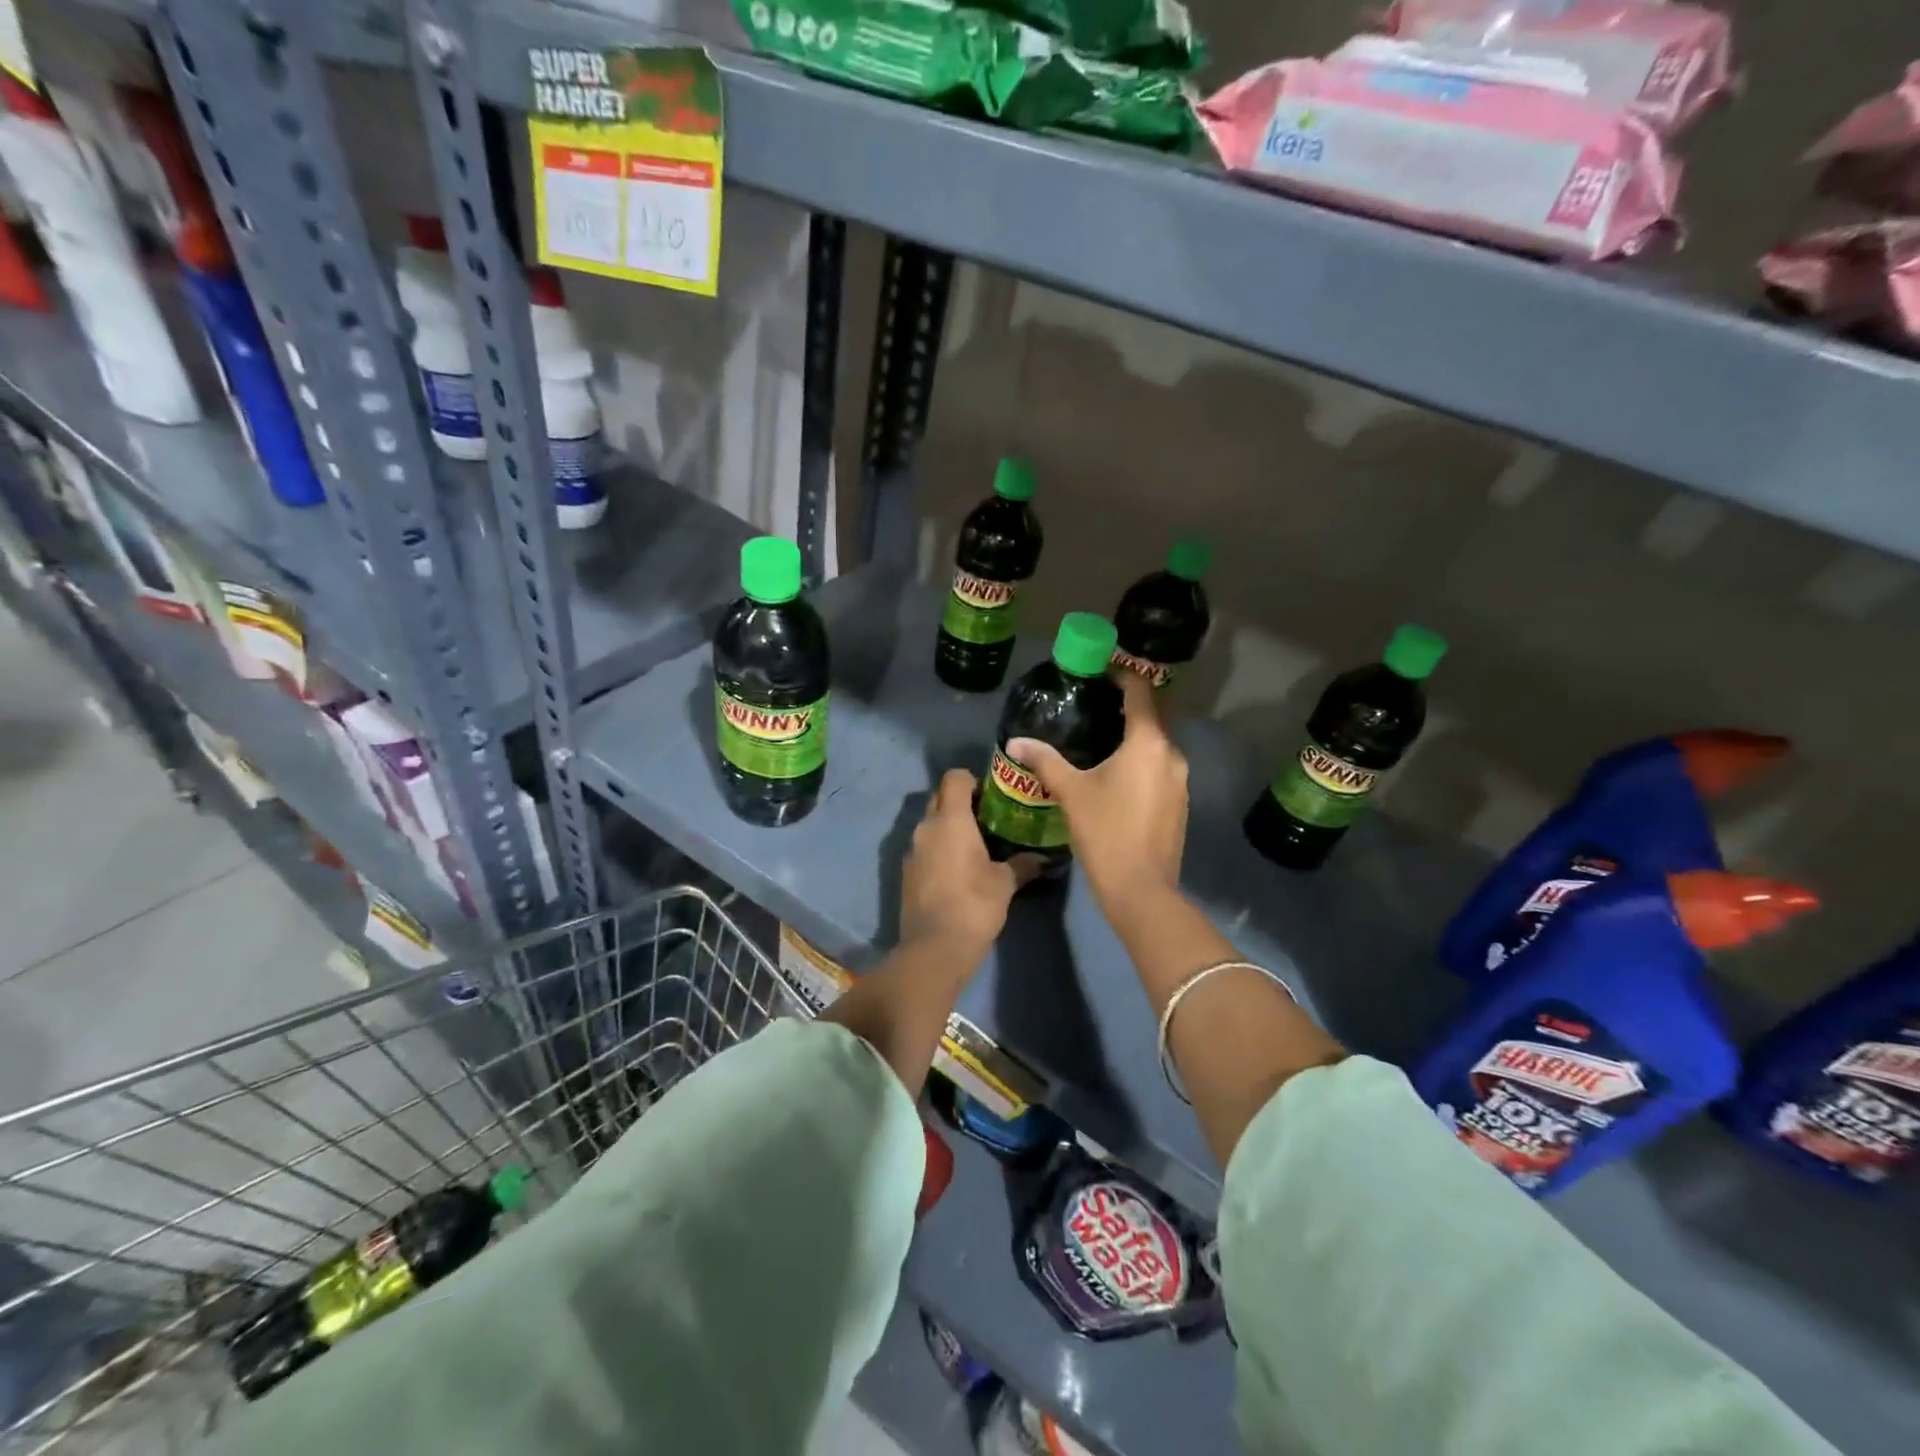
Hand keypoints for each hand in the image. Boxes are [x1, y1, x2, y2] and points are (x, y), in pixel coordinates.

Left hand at [899, 769, 1022, 956]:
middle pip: (940, 797)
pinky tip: (958, 868)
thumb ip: (1023, 864)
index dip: (973, 780)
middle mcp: (926, 827)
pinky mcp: (906, 872)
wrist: (934, 948)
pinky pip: (924, 847)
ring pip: (930, 823)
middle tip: (988, 818)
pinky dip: (939, 848)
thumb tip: (1044, 858)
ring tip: (976, 844)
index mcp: (950, 819)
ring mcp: (912, 850)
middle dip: (960, 801)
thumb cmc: (974, 905)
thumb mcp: (1005, 883)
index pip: (955, 777)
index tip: (993, 796)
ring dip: (949, 826)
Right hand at [1007, 671, 1186, 912]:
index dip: (1123, 677)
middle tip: (1094, 707)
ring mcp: (1181, 781)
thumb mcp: (1071, 792)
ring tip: (1102, 741)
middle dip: (1127, 709)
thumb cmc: (1105, 831)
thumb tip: (1015, 741)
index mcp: (1148, 743)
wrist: (1141, 889)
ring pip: (1157, 746)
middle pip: (1152, 718)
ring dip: (1135, 739)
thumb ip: (1045, 761)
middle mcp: (1172, 755)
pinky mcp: (1180, 804)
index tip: (1101, 672)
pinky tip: (1118, 777)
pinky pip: (1161, 770)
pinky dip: (1142, 763)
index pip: (1141, 693)